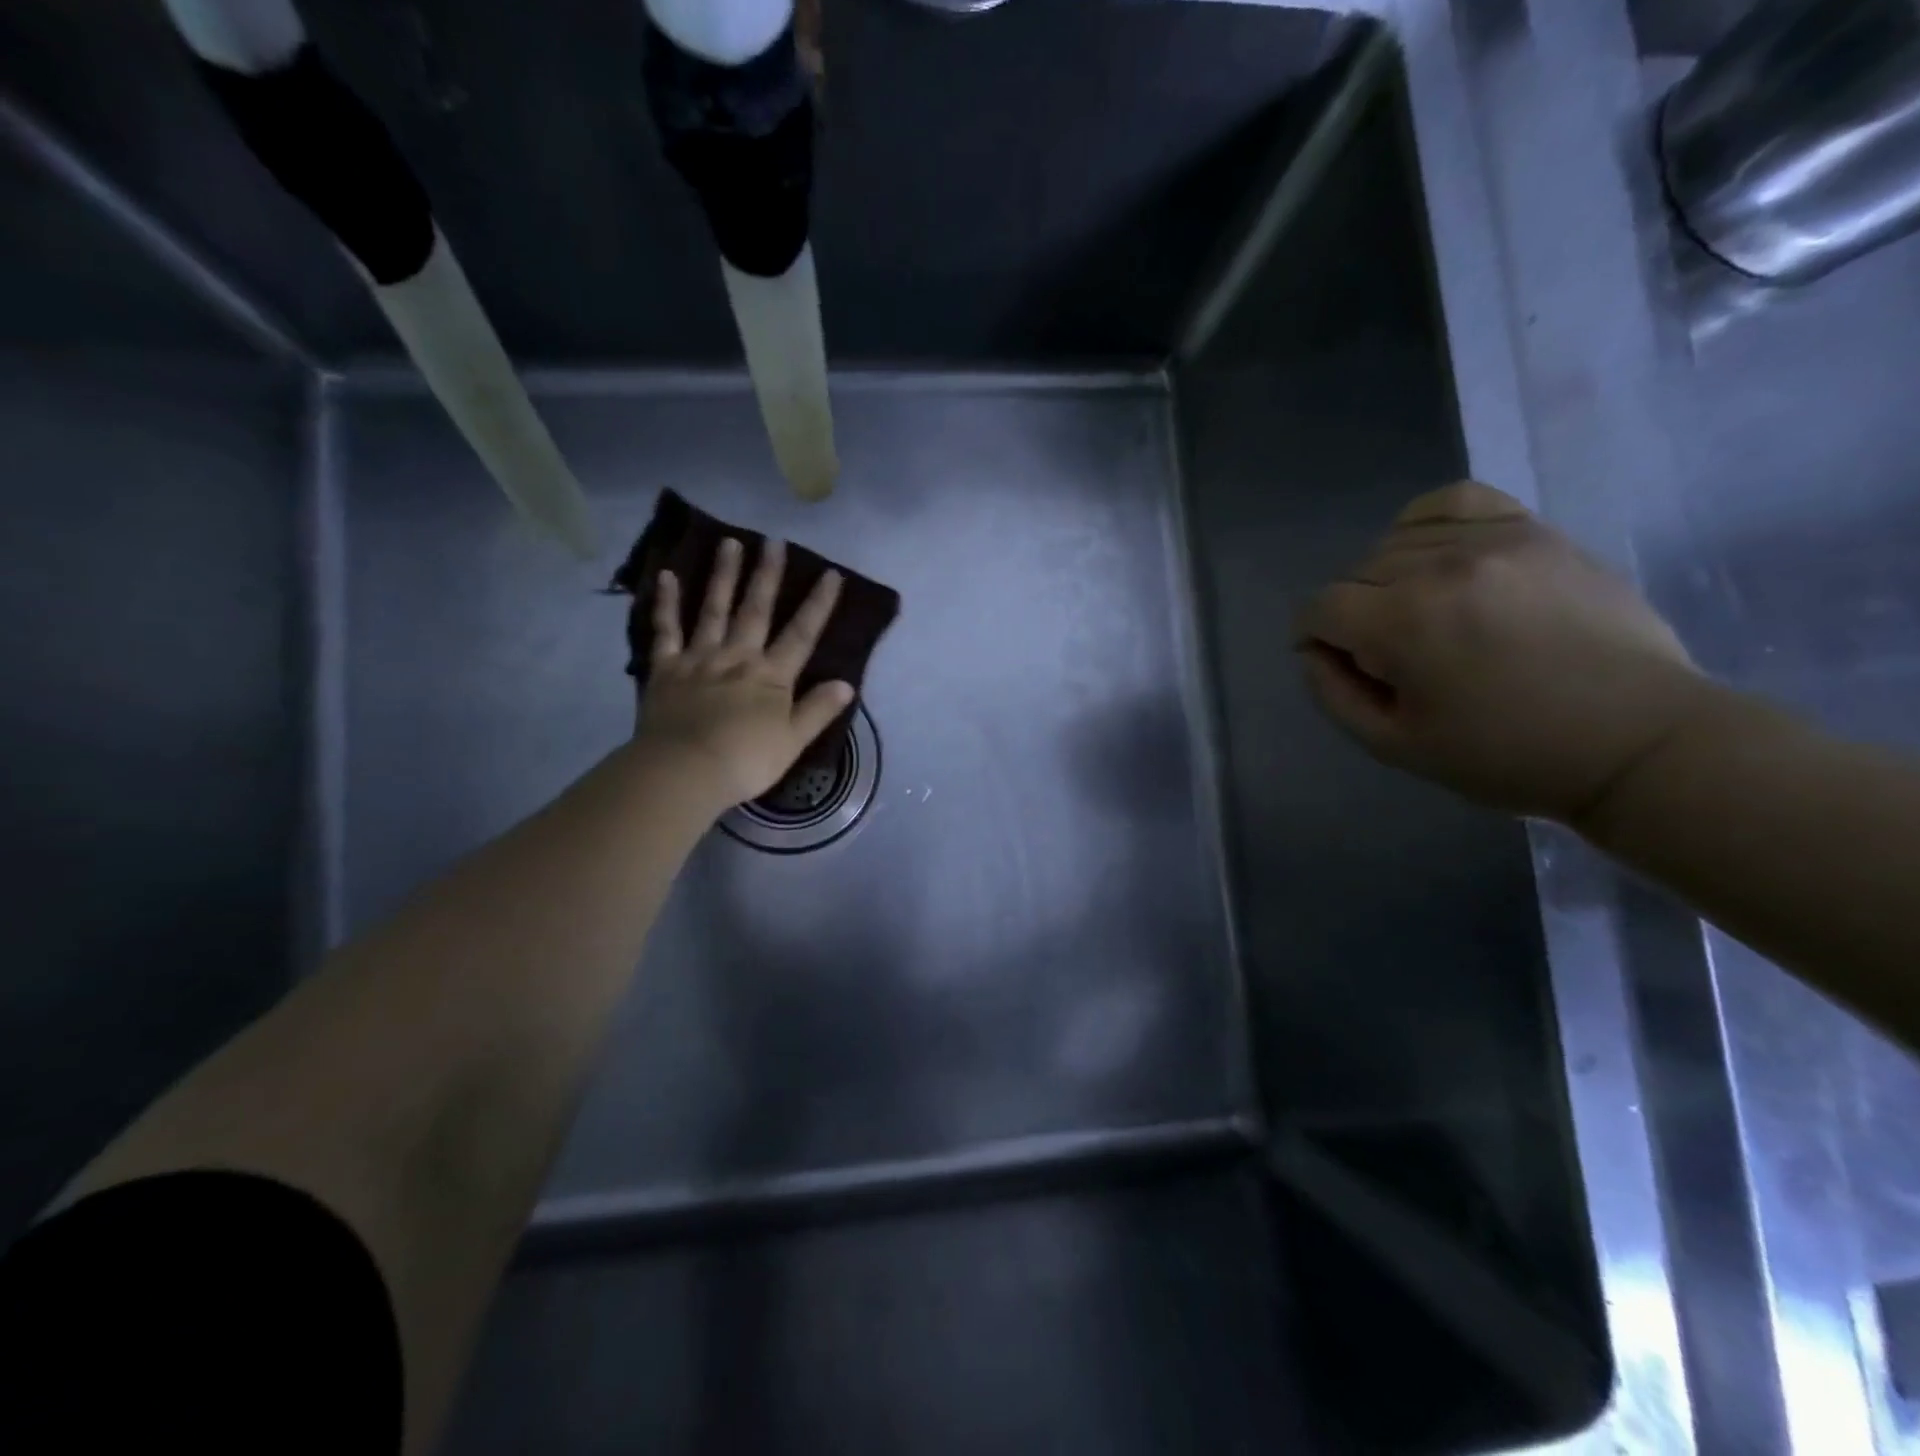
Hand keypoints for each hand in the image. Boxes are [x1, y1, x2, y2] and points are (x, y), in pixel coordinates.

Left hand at [637, 537, 853, 809]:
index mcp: (771, 676)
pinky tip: (667, 576)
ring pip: (713, 609)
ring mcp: (700, 658)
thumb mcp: (794, 741)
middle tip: (774, 541)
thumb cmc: (745, 760)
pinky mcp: (666, 668)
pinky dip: (666, 603)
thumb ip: (818, 710)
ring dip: (723, 576)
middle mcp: (738, 657)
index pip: (801, 634)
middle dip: (767, 575)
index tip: (830, 573)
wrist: (684, 770)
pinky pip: (666, 630)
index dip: (818, 604)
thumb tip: (846, 683)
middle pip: (756, 610)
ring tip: (730, 543)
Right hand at [1294, 481, 1714, 822]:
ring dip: (1389, 578)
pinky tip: (1437, 556)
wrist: (1636, 738)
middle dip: (1354, 614)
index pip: (1320, 607)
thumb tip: (1313, 651)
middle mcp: (1441, 566)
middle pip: (1355, 572)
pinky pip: (1456, 501)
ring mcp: (1494, 540)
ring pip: (1396, 539)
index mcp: (1404, 622)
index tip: (1338, 664)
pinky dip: (1428, 524)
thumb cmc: (1506, 754)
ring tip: (1420, 612)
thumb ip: (1334, 694)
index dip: (1314, 639)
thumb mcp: (1395, 746)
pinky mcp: (1535, 531)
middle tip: (1390, 655)